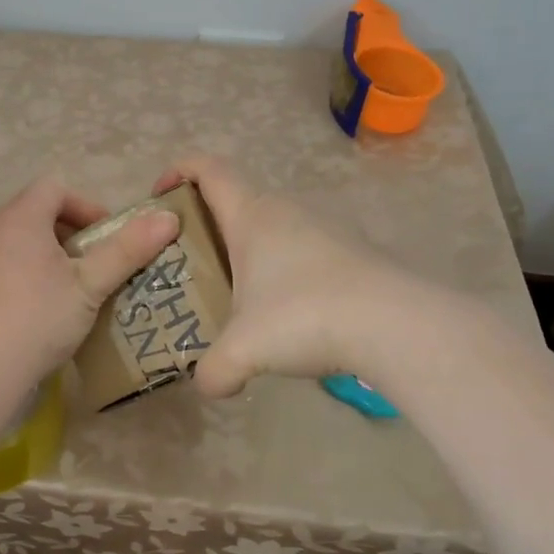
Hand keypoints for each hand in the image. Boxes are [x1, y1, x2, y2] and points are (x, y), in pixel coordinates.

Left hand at [0, 176, 179, 385]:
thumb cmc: (39, 316)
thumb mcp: (91, 284)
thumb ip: (128, 249)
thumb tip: (168, 218)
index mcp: (20, 217)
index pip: (55, 187)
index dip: (87, 206)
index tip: (108, 238)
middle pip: (39, 210)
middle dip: (74, 231)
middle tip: (97, 263)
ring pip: (24, 238)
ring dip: (55, 253)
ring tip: (78, 285)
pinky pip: (9, 261)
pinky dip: (33, 270)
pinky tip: (48, 305)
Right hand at [153, 155, 400, 396]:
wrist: (395, 324)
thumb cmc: (305, 316)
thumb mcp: (244, 350)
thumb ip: (213, 370)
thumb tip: (207, 385)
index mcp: (251, 215)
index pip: (208, 168)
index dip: (179, 170)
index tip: (159, 197)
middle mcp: (286, 210)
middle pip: (237, 198)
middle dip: (208, 224)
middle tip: (189, 264)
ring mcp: (324, 228)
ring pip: (272, 225)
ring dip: (249, 250)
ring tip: (236, 293)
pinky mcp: (352, 251)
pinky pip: (303, 249)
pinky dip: (284, 269)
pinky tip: (288, 312)